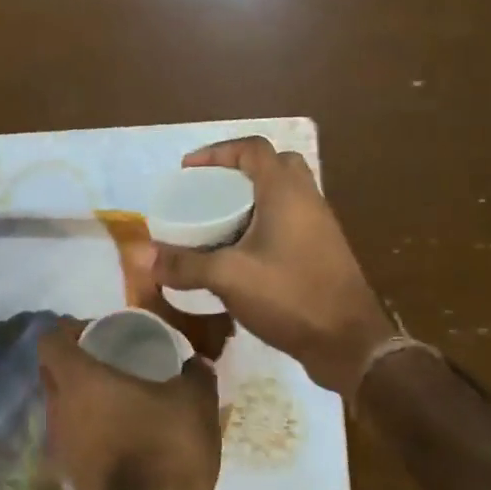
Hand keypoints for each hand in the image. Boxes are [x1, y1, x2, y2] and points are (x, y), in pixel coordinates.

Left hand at [38, 319, 220, 489]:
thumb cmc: (168, 445)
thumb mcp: (195, 399)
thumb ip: (196, 372)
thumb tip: (197, 360)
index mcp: (79, 379)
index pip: (50, 340)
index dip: (67, 330)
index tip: (95, 331)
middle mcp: (59, 407)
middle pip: (50, 373)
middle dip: (73, 362)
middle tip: (109, 360)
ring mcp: (61, 445)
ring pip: (61, 408)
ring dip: (81, 399)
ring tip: (118, 399)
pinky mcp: (71, 476)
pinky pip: (73, 439)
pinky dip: (90, 431)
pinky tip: (122, 435)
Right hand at [152, 136, 395, 396]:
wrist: (348, 341)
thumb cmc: (289, 295)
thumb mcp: (228, 278)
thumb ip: (184, 265)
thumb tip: (142, 257)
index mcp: (286, 191)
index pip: (253, 149)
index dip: (218, 152)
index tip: (188, 170)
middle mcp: (307, 199)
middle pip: (274, 165)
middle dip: (238, 171)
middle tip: (210, 191)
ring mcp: (320, 225)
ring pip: (285, 194)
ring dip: (254, 198)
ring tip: (220, 220)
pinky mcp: (323, 250)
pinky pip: (292, 219)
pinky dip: (266, 222)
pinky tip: (243, 252)